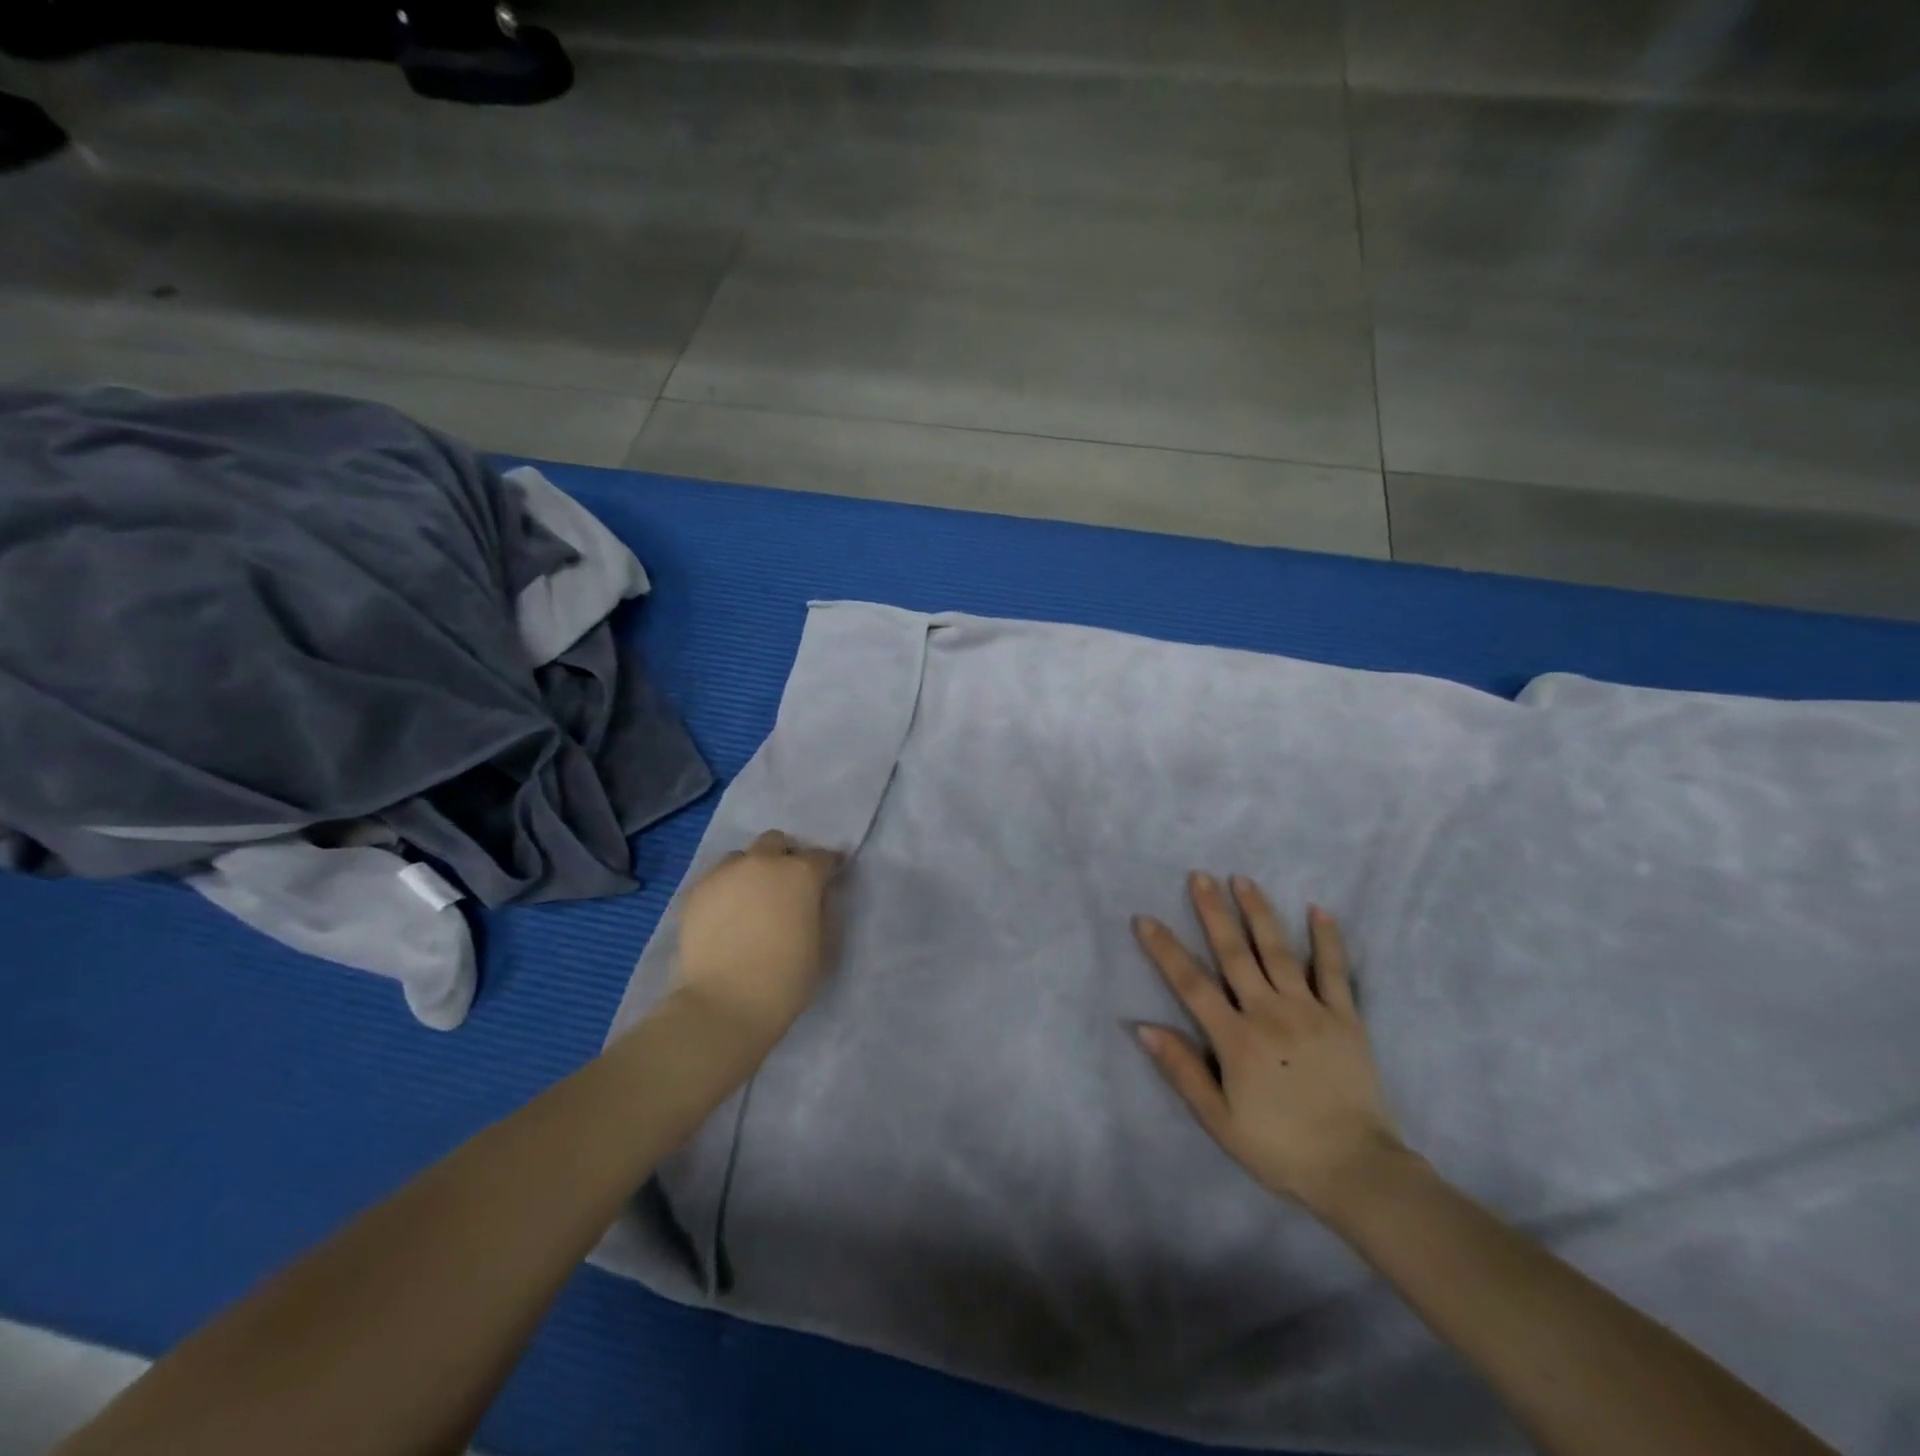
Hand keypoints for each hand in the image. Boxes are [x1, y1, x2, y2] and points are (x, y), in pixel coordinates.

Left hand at [670, 829, 844, 1047]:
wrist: (724, 1005)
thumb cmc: (786, 980)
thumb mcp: (823, 945)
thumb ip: (823, 910)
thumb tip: (816, 896)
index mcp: (800, 873)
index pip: (822, 856)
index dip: (828, 867)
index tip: (829, 878)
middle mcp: (763, 862)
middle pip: (776, 842)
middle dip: (785, 856)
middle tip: (786, 885)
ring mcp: (725, 874)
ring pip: (741, 856)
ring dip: (752, 869)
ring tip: (752, 897)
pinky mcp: (696, 891)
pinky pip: (716, 878)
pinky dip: (726, 887)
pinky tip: (727, 913)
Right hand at [1132, 873, 1405, 1216]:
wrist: (1357, 1171)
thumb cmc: (1280, 1148)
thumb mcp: (1219, 1120)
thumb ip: (1182, 1070)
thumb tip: (1143, 1027)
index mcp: (1235, 1038)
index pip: (1191, 983)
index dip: (1165, 950)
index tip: (1145, 919)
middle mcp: (1269, 1012)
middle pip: (1235, 954)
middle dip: (1214, 912)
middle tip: (1199, 876)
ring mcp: (1310, 1011)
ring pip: (1279, 952)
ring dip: (1259, 913)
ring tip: (1243, 879)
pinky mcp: (1346, 1019)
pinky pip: (1335, 972)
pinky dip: (1327, 940)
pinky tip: (1319, 910)